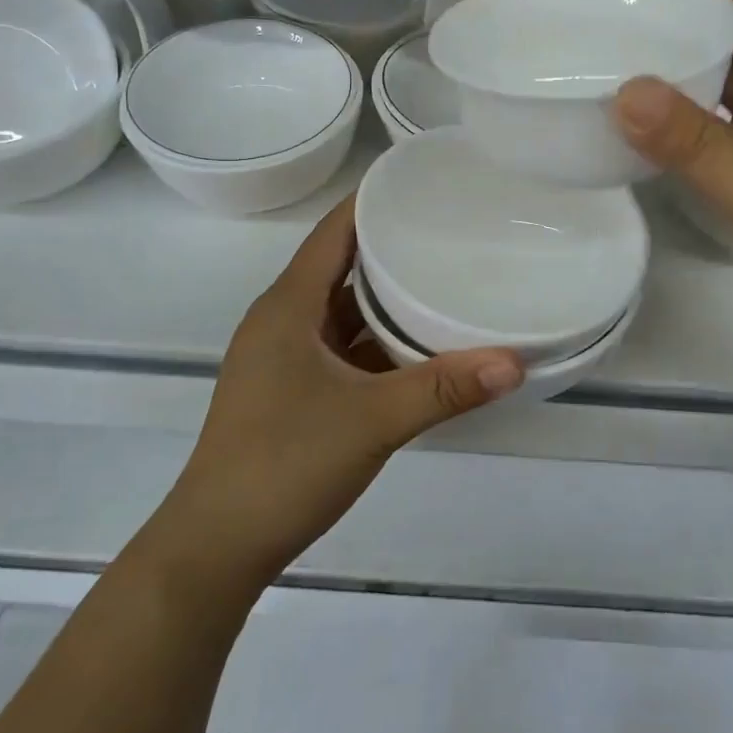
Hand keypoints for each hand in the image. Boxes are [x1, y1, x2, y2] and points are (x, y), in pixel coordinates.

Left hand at [162, 196, 523, 589]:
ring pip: (343, 312)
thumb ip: (444, 389)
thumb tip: (515, 363)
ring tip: (445, 279)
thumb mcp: (372, 421)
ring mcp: (285, 360)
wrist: (217, 548)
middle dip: (392, 248)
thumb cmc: (284, 464)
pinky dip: (377, 342)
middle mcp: (283, 321)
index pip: (334, 232)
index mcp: (288, 306)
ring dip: (386, 300)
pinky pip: (342, 348)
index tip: (424, 184)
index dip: (373, 202)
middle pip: (342, 267)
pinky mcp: (292, 392)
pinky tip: (419, 347)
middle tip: (452, 231)